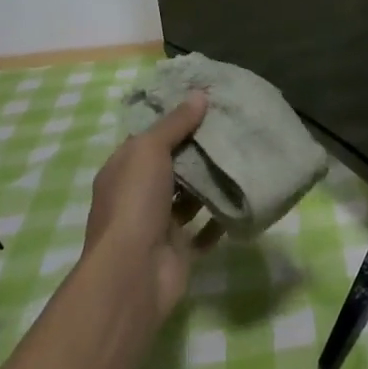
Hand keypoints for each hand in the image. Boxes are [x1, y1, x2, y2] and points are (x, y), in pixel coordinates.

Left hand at [83, 91, 221, 322]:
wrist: (133, 273)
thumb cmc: (135, 202)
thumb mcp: (150, 150)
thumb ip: (175, 123)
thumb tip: (199, 95)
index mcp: (124, 170)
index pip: (150, 138)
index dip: (175, 120)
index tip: (207, 103)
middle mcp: (139, 195)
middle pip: (172, 165)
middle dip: (198, 149)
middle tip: (233, 125)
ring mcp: (159, 223)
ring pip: (190, 195)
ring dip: (212, 181)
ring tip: (243, 155)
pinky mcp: (181, 248)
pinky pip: (206, 228)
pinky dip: (221, 215)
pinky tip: (243, 196)